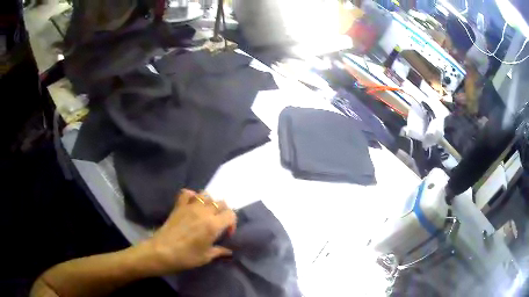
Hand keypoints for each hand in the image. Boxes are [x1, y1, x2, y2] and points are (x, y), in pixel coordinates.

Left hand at [140, 189, 236, 274]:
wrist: (162, 252)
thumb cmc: (186, 257)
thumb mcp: (206, 257)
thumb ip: (219, 251)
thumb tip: (229, 252)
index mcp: (213, 225)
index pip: (231, 214)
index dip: (232, 223)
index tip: (226, 234)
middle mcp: (204, 212)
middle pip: (220, 203)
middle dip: (223, 212)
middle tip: (218, 224)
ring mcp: (190, 206)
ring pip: (206, 195)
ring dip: (209, 202)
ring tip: (206, 213)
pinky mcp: (178, 206)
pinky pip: (186, 193)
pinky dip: (191, 195)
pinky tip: (192, 204)